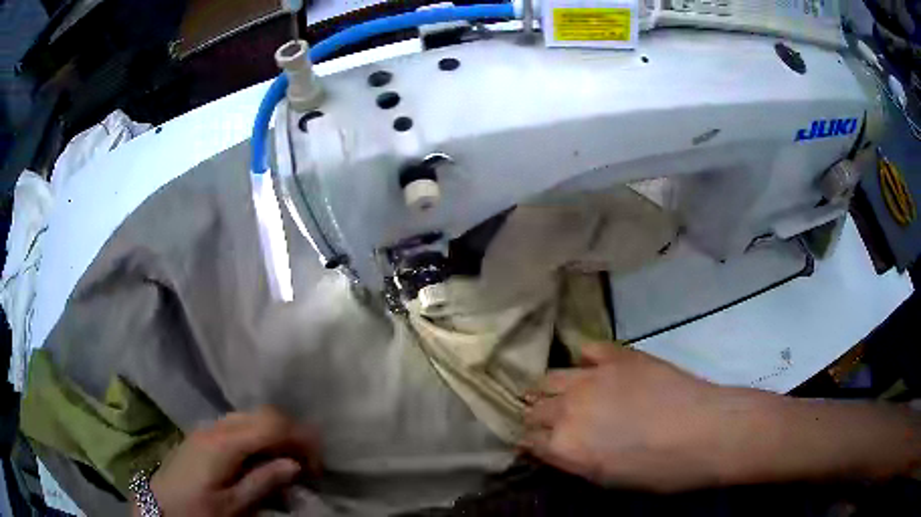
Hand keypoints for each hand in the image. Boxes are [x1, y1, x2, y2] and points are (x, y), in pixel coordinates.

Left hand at [143, 406, 321, 516]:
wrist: (159, 506)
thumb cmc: (196, 510)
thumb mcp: (233, 506)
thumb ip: (263, 481)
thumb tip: (295, 464)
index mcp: (223, 443)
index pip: (271, 424)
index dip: (300, 437)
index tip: (317, 462)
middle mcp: (216, 427)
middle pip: (263, 413)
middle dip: (292, 433)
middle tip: (307, 464)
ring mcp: (207, 428)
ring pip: (251, 417)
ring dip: (276, 434)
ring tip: (288, 463)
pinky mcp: (204, 436)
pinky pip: (239, 425)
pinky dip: (259, 437)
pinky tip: (262, 459)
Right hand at [522, 345, 749, 491]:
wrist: (705, 432)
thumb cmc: (660, 470)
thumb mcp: (608, 480)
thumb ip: (574, 462)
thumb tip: (556, 449)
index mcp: (564, 447)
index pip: (527, 440)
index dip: (529, 442)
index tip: (535, 443)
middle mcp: (568, 409)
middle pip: (533, 408)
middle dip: (536, 416)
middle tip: (549, 422)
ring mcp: (592, 378)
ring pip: (549, 377)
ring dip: (549, 389)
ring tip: (560, 394)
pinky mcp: (617, 357)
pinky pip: (586, 350)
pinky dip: (584, 361)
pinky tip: (592, 370)